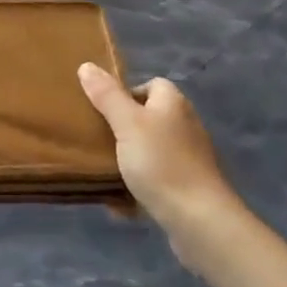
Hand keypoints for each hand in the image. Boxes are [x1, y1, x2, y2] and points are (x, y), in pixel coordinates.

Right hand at [78, 63, 238, 229]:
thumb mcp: (126, 123)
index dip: (126, 93)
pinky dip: (137, 189)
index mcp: (173, 104)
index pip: (151, 84)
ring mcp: (188, 159)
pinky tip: (119, 202)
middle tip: (96, 139)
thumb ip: (106, 95)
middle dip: (121, 129)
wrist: (199, 221)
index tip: (102, 109)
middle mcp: (184, 126)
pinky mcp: (187, 189)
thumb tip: (87, 65)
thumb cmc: (161, 163)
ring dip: (127, 161)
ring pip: (149, 152)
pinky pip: (155, 181)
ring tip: (102, 170)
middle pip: (147, 118)